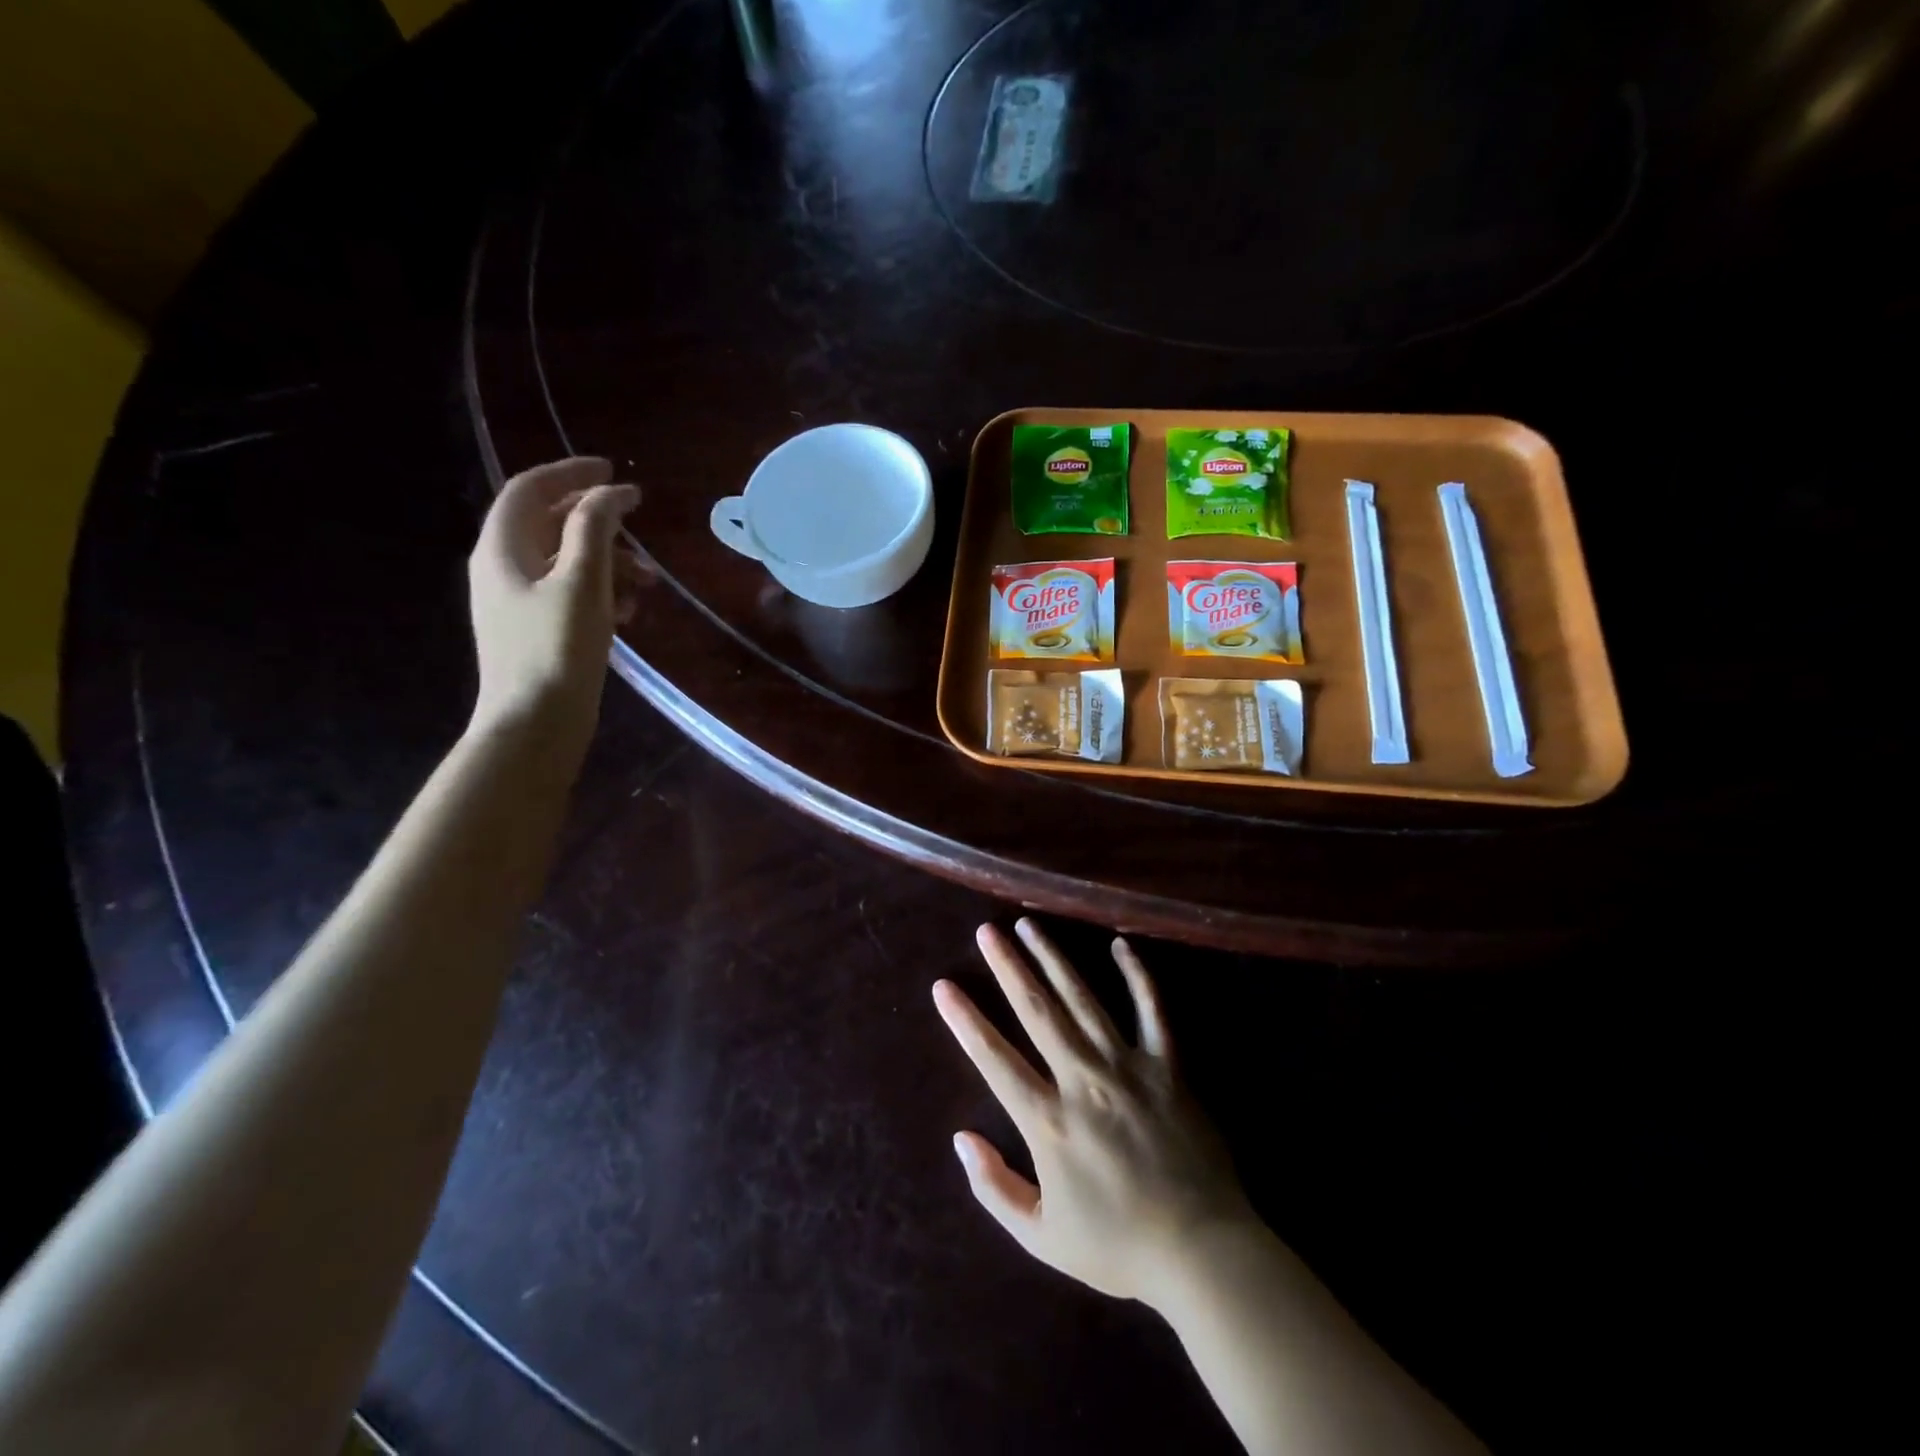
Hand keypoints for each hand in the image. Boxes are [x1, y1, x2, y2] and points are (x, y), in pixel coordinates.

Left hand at [467, 457, 637, 750]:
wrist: (535, 724)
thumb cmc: (557, 649)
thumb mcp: (583, 582)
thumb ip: (595, 530)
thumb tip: (611, 494)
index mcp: (502, 549)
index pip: (530, 490)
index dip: (571, 473)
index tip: (614, 470)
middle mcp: (503, 569)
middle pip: (550, 525)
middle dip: (599, 524)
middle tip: (640, 527)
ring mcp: (519, 603)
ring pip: (567, 562)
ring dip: (609, 562)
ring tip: (648, 584)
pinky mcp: (537, 631)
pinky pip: (571, 595)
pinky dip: (603, 593)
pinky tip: (631, 614)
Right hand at [934, 919, 1255, 1304]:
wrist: (1203, 1253)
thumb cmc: (1119, 1247)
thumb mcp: (1042, 1237)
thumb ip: (995, 1188)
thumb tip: (960, 1138)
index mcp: (1049, 1121)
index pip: (994, 1059)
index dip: (965, 1021)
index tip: (943, 986)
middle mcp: (1083, 1079)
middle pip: (1036, 1011)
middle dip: (1007, 967)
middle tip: (986, 931)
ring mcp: (1128, 1066)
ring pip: (1083, 999)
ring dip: (1053, 958)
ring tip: (1029, 925)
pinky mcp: (1168, 1066)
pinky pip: (1151, 1010)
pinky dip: (1137, 975)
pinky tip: (1121, 945)